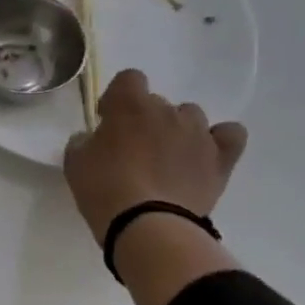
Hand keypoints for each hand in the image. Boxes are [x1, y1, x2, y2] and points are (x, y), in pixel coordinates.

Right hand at [64, 69, 247, 243]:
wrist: (147, 225)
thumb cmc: (104, 189)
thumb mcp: (75, 163)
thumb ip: (83, 142)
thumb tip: (91, 138)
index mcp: (130, 105)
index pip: (129, 79)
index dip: (117, 99)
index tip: (108, 122)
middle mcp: (168, 111)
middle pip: (157, 103)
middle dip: (145, 122)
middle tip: (133, 152)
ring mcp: (198, 133)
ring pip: (190, 117)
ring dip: (178, 131)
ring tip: (167, 161)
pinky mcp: (220, 159)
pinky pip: (230, 135)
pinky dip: (219, 140)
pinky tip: (206, 156)